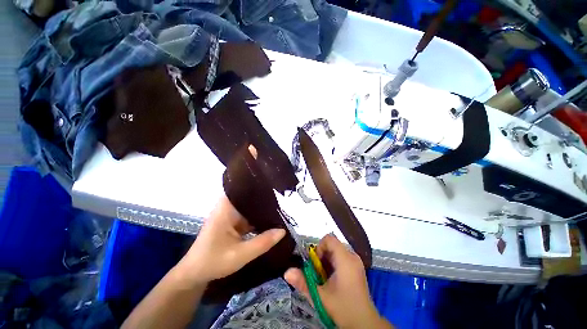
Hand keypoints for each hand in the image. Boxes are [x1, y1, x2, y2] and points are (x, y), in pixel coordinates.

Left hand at [176, 195, 285, 285]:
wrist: (195, 274)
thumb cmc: (213, 262)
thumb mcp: (240, 254)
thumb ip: (262, 242)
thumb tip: (283, 230)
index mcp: (226, 208)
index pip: (244, 189)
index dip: (258, 186)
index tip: (274, 186)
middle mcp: (228, 207)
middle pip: (249, 197)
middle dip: (264, 198)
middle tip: (283, 197)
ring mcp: (230, 215)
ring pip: (250, 207)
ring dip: (262, 209)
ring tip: (281, 206)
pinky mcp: (232, 222)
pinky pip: (248, 216)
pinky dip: (258, 218)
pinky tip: (270, 219)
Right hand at [284, 234, 390, 328]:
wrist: (364, 323)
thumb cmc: (343, 308)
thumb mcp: (320, 296)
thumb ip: (303, 282)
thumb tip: (287, 272)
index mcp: (345, 259)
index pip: (329, 239)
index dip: (319, 247)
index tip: (316, 263)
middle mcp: (352, 256)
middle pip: (332, 245)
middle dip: (322, 256)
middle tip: (318, 273)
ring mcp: (356, 262)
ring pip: (336, 251)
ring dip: (327, 261)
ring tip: (325, 277)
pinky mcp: (357, 267)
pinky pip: (341, 257)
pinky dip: (333, 264)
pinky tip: (332, 279)